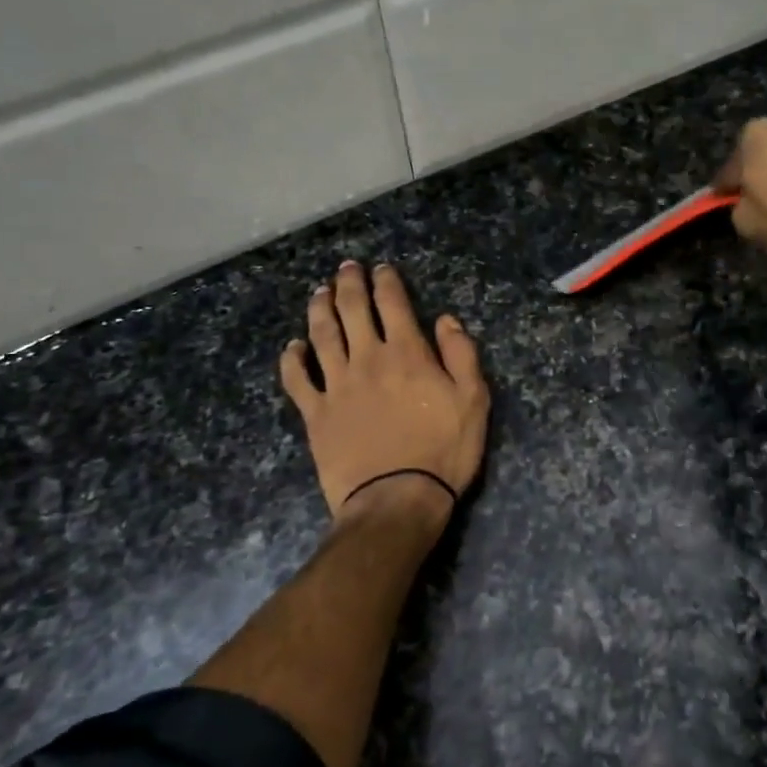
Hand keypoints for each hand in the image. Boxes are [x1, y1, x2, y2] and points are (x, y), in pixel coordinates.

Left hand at [281, 261, 490, 524]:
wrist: (397, 498)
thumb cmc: (443, 451)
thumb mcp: (473, 401)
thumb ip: (461, 355)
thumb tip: (446, 319)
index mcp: (407, 353)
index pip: (393, 304)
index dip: (386, 282)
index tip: (382, 269)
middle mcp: (368, 359)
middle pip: (353, 311)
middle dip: (349, 284)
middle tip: (346, 268)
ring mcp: (337, 386)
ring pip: (322, 335)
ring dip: (320, 309)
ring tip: (319, 292)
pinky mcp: (316, 414)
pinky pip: (298, 379)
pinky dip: (293, 359)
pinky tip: (294, 347)